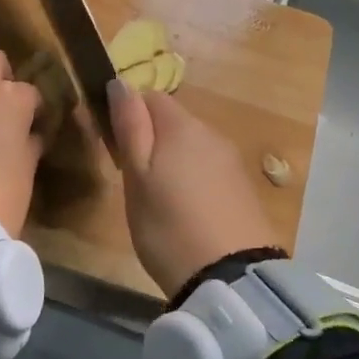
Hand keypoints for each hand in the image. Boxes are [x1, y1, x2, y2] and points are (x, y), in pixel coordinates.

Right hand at [108, 81, 279, 298]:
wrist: (230, 277)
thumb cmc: (168, 225)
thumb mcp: (136, 176)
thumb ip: (130, 127)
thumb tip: (120, 82)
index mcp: (183, 126)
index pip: (150, 96)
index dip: (127, 114)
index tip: (114, 146)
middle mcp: (212, 134)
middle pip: (173, 121)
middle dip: (150, 139)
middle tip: (132, 178)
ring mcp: (232, 161)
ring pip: (191, 146)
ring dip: (172, 160)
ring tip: (158, 199)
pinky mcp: (243, 188)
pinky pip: (209, 169)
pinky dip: (193, 180)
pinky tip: (186, 210)